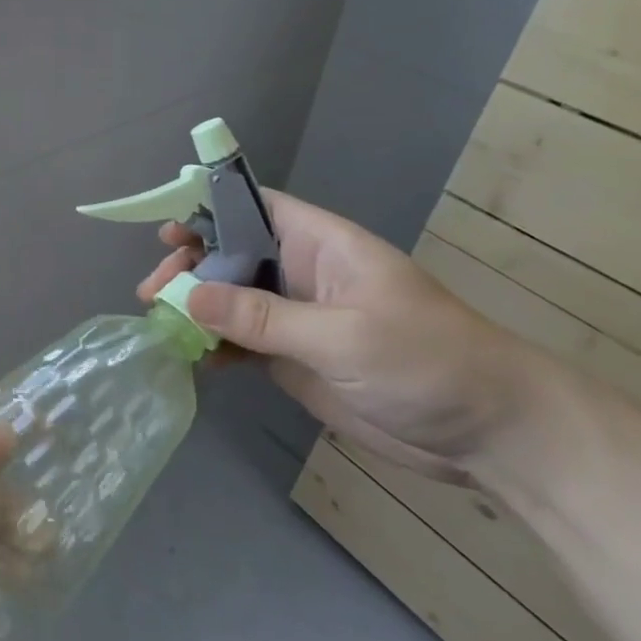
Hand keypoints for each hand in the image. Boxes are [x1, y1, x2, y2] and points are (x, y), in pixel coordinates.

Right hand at [138, 191, 542, 483]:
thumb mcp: (342, 335)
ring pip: (231, 299)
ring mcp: (297, 318)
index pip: (254, 207)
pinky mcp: (295, 358)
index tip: (166, 229)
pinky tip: (191, 357)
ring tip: (158, 323)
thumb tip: (188, 296)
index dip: (208, 208)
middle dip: (190, 266)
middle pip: (231, 254)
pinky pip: (243, 342)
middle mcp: (301, 273)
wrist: (487, 433)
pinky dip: (214, 345)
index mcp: (320, 245)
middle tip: (153, 292)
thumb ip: (262, 317)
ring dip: (194, 307)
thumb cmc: (425, 361)